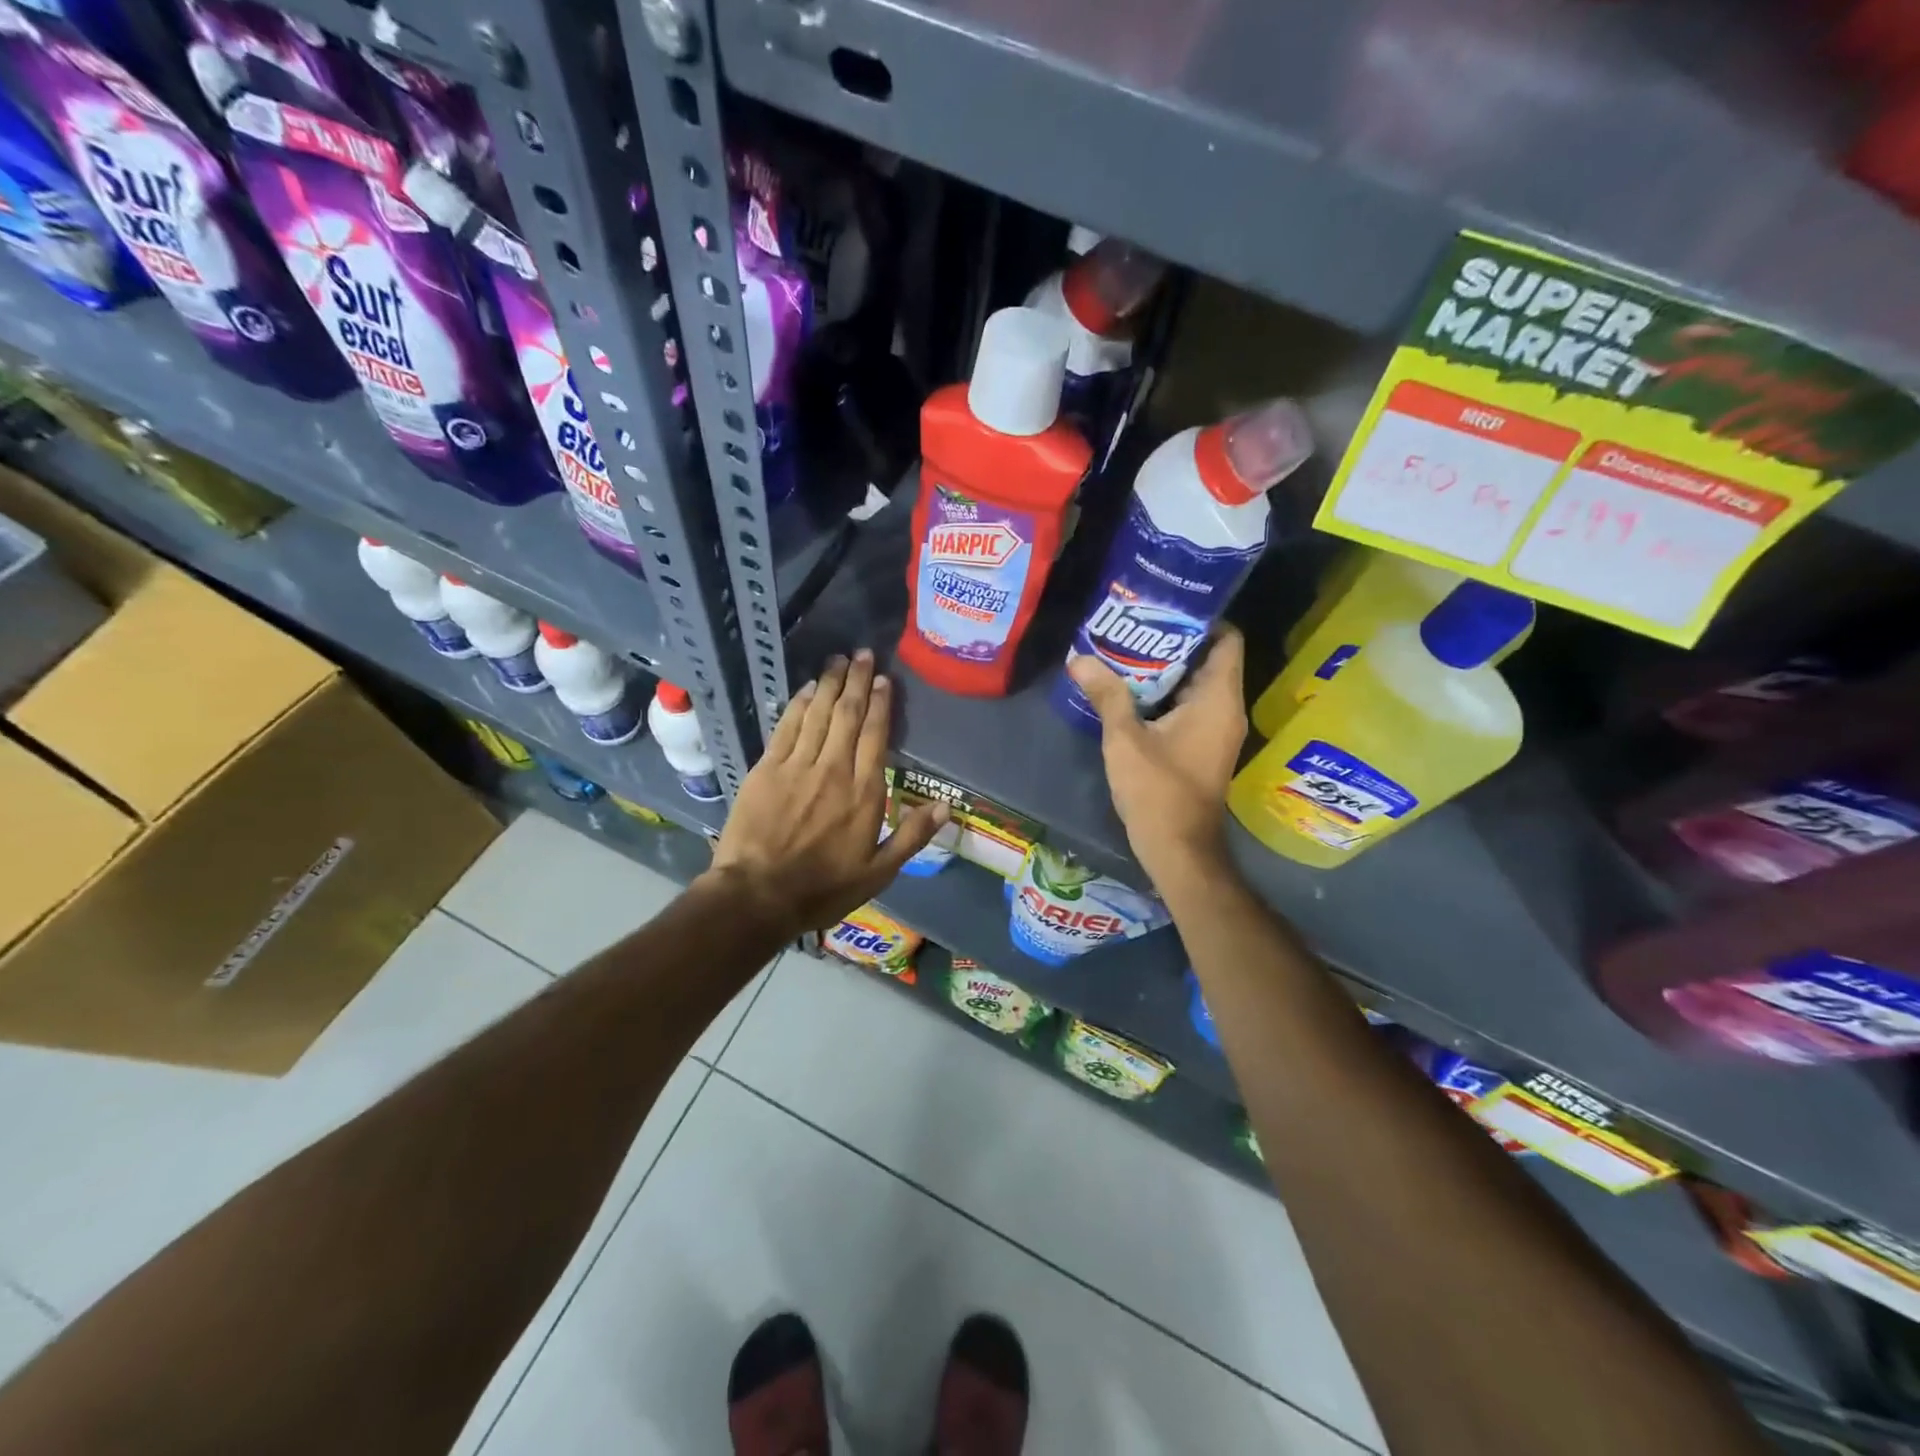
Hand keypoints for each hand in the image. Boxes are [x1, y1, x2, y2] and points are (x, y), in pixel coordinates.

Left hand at [707, 650, 947, 935]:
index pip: (875, 736)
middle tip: (862, 654)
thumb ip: (912, 836)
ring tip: (838, 660)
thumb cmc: (822, 888)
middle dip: (856, 682)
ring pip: (818, 714)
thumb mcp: (879, 873)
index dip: (880, 704)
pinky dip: (798, 704)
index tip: (883, 680)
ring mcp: (798, 765)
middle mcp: (834, 769)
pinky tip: (807, 688)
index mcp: (865, 793)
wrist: (757, 895)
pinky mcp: (767, 768)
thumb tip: (947, 806)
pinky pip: (787, 726)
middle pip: (848, 715)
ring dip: (829, 684)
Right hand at [1068, 627, 1247, 890]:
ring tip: (1124, 651)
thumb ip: (1106, 694)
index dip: (1200, 618)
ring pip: (1196, 685)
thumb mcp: (1125, 738)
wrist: (1178, 848)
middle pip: (1208, 659)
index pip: (1226, 639)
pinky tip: (1129, 690)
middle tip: (1131, 624)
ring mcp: (1217, 730)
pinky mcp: (1203, 747)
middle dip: (1171, 641)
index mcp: (1218, 699)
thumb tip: (1079, 658)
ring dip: (1164, 670)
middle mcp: (1226, 709)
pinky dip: (1165, 695)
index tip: (1162, 607)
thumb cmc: (1158, 790)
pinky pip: (1189, 707)